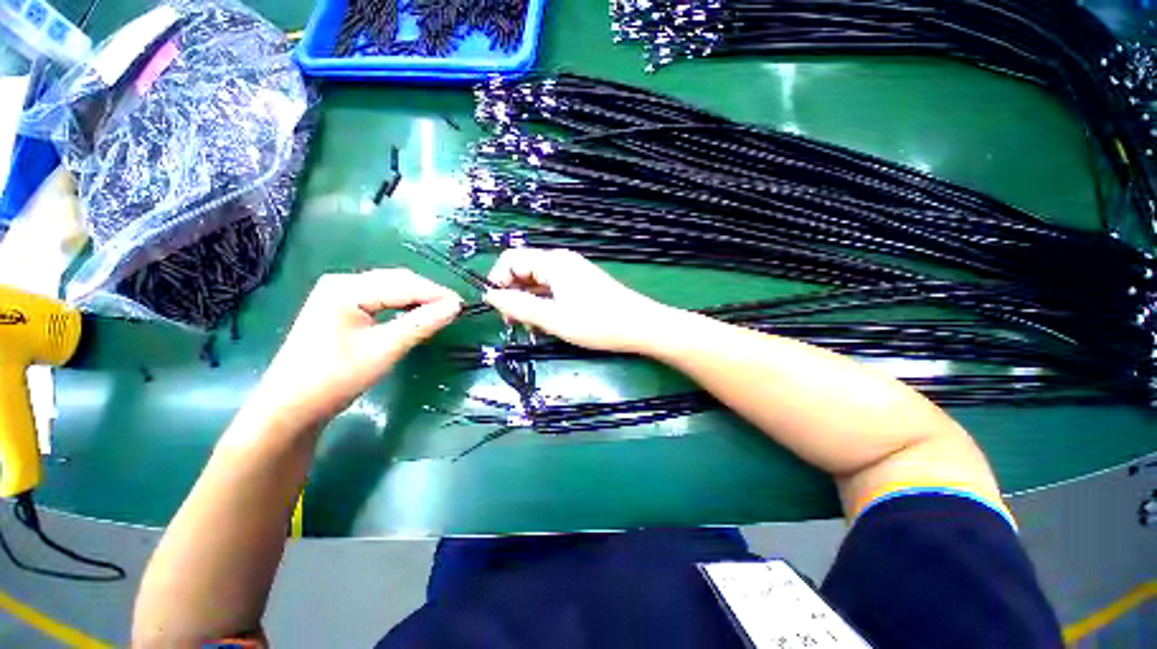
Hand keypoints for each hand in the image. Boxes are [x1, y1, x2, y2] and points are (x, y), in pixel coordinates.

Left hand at [248, 270, 461, 427]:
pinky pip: (381, 299)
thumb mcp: (384, 350)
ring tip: (442, 311)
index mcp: (346, 288)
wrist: (291, 407)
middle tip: (455, 309)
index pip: (403, 284)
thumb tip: (455, 307)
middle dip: (428, 293)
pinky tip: (417, 314)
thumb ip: (421, 324)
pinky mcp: (341, 308)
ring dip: (417, 299)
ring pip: (390, 288)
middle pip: (396, 281)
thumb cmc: (335, 377)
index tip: (463, 306)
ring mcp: (339, 294)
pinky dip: (403, 305)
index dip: (436, 293)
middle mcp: (342, 283)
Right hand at [484, 248, 670, 352]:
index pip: (510, 260)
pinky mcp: (581, 285)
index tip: (498, 309)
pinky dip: (545, 305)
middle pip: (523, 271)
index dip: (498, 281)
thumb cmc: (597, 322)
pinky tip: (548, 324)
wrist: (640, 326)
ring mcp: (572, 273)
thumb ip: (519, 306)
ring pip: (538, 283)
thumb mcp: (553, 318)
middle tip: (515, 324)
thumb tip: (489, 295)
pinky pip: (553, 290)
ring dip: (529, 304)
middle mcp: (561, 262)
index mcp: (552, 262)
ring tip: (533, 328)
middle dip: (514, 295)